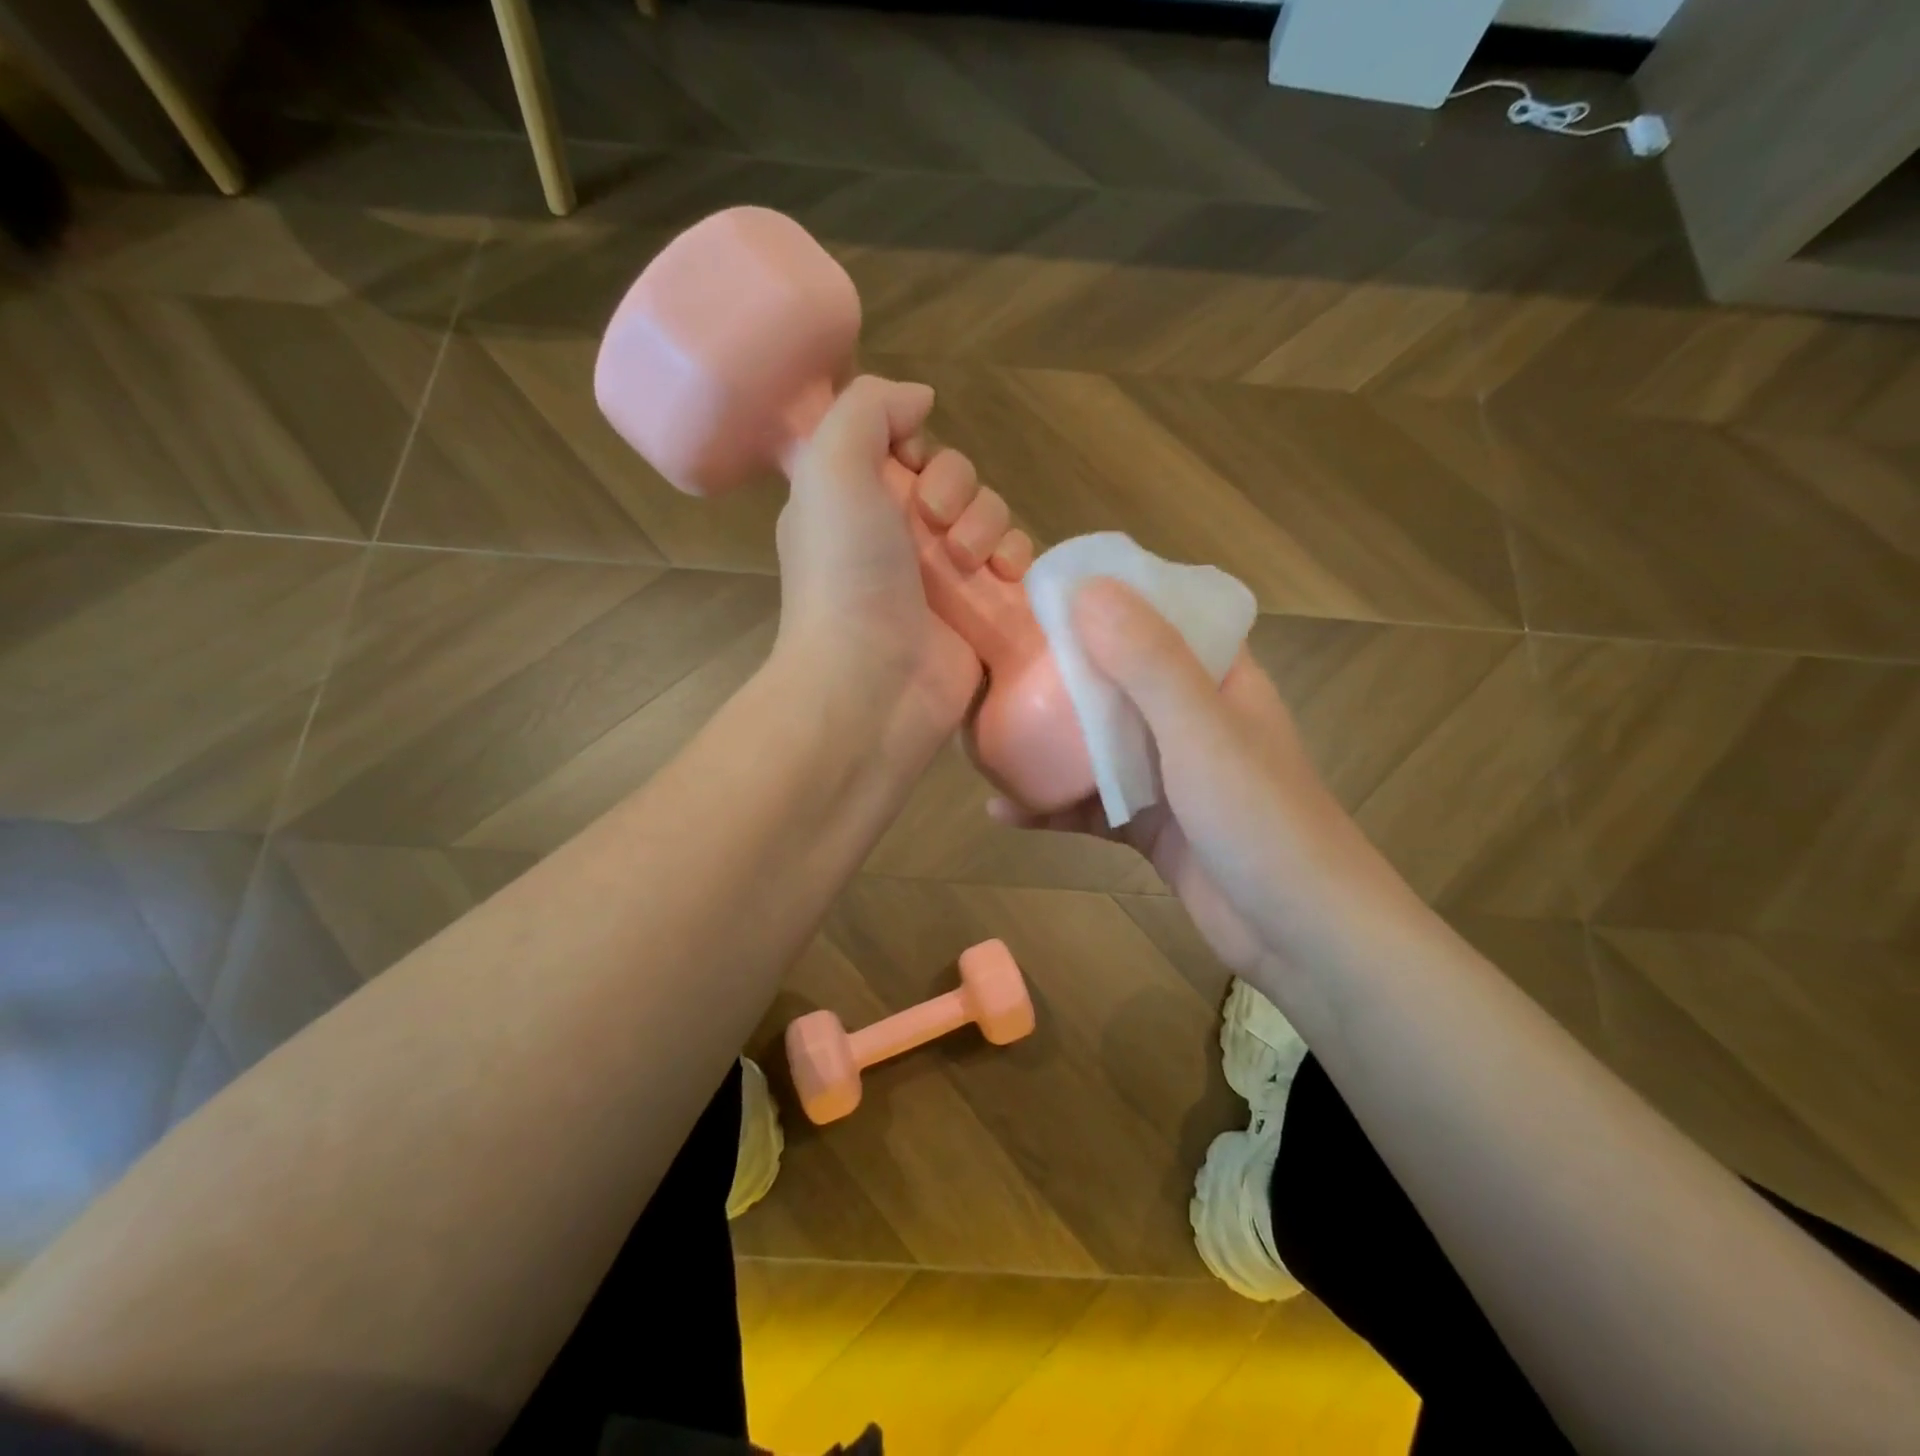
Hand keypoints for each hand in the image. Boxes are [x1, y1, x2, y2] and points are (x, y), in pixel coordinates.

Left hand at [776, 376, 1017, 760]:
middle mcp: (894, 536)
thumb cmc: (846, 575)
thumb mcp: (831, 467)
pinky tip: (1004, 576)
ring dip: (988, 524)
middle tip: (937, 524)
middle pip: (954, 478)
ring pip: (989, 516)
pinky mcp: (978, 611)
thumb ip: (868, 409)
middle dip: (957, 488)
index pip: (900, 447)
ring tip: (968, 562)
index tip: (910, 464)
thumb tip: (920, 398)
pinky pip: (1013, 562)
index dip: (915, 445)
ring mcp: (939, 578)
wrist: (873, 684)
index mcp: (852, 502)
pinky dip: (1016, 558)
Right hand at [989, 580, 1389, 975]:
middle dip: (1058, 673)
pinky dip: (1051, 806)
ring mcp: (1169, 775)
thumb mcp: (1200, 731)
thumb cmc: (1260, 820)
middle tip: (992, 665)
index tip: (1040, 594)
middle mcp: (1190, 717)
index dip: (1104, 598)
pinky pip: (1092, 804)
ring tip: (982, 736)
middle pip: (1116, 679)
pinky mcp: (1151, 826)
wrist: (1302, 937)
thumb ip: (1148, 661)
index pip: (1158, 616)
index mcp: (1216, 678)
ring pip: (1097, 745)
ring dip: (1046, 744)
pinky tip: (1003, 811)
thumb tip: (1086, 587)